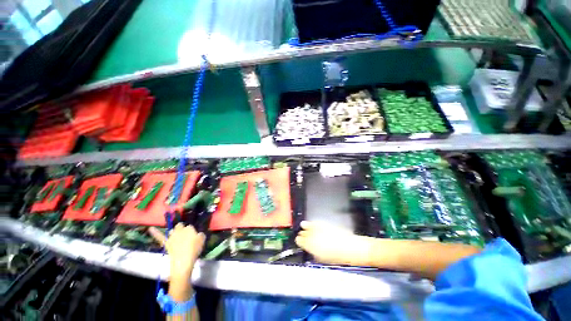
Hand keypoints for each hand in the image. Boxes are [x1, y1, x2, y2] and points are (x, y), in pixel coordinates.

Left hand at [148, 223, 205, 279]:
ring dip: (173, 232)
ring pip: (171, 231)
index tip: (193, 236)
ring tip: (176, 236)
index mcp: (189, 228)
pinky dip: (155, 232)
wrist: (183, 261)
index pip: (190, 226)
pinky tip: (150, 229)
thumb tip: (198, 233)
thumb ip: (200, 234)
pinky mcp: (166, 243)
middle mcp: (180, 230)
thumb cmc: (194, 250)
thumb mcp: (202, 240)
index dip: (191, 231)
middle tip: (185, 235)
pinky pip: (159, 236)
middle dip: (182, 228)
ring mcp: (171, 236)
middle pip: (180, 226)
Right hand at [295, 221, 372, 265]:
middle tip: (302, 236)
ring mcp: (318, 228)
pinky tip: (310, 224)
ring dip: (305, 228)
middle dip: (302, 235)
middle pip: (303, 233)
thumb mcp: (323, 259)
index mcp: (311, 246)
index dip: (300, 242)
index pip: (300, 241)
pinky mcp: (324, 223)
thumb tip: (311, 250)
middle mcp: (312, 235)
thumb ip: (314, 253)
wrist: (350, 247)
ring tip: (303, 226)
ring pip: (307, 226)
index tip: (300, 242)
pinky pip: (314, 223)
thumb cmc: (337, 258)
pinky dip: (311, 224)